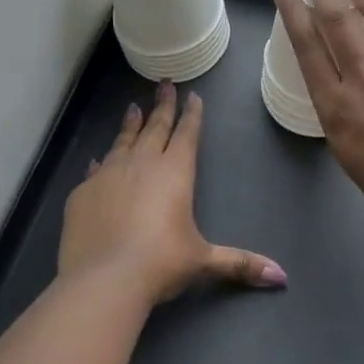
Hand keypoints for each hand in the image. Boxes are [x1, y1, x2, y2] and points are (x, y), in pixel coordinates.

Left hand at [59, 81, 286, 303]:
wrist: (104, 279)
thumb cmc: (161, 263)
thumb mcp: (203, 261)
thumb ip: (240, 263)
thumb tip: (281, 276)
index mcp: (176, 172)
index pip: (187, 134)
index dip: (191, 114)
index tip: (192, 95)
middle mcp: (143, 164)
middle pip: (156, 127)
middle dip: (163, 105)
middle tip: (164, 84)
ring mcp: (110, 175)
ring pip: (124, 141)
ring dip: (131, 124)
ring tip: (133, 107)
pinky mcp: (83, 193)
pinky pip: (95, 170)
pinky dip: (101, 161)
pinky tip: (99, 159)